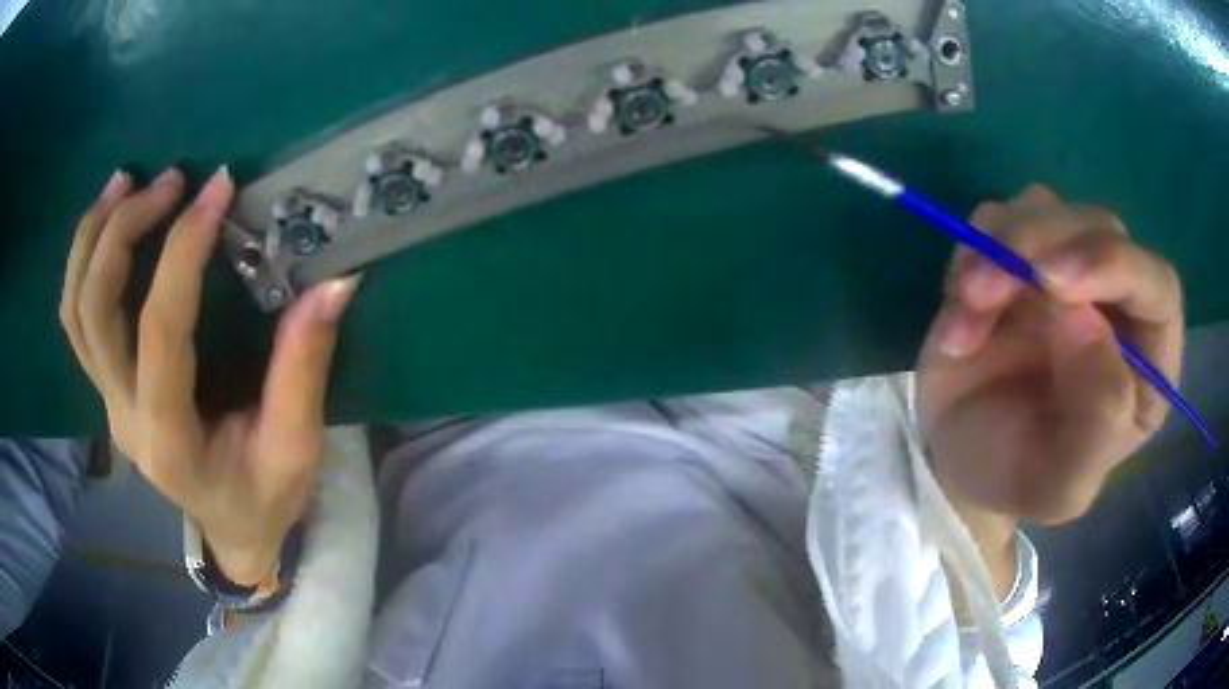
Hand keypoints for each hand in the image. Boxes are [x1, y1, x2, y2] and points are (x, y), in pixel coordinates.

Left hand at [60, 167, 359, 583]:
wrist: (230, 529)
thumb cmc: (265, 497)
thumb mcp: (296, 448)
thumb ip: (304, 369)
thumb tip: (334, 284)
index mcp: (171, 441)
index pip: (161, 333)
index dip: (184, 253)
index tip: (218, 190)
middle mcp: (124, 417)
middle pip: (96, 312)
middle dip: (123, 231)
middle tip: (169, 180)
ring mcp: (108, 401)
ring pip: (75, 310)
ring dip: (93, 237)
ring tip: (126, 181)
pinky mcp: (106, 388)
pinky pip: (77, 319)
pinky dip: (83, 261)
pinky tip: (107, 222)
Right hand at [917, 185, 1181, 524]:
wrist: (959, 460)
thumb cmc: (1017, 477)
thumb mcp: (1060, 486)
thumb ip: (1096, 423)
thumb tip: (1089, 323)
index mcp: (1148, 363)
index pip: (1159, 287)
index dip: (1116, 266)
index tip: (1053, 280)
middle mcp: (1118, 303)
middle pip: (1100, 229)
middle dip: (1041, 246)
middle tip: (983, 290)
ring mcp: (1068, 272)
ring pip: (1047, 209)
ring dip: (999, 247)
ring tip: (965, 308)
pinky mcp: (1020, 257)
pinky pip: (998, 220)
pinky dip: (972, 251)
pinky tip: (959, 309)